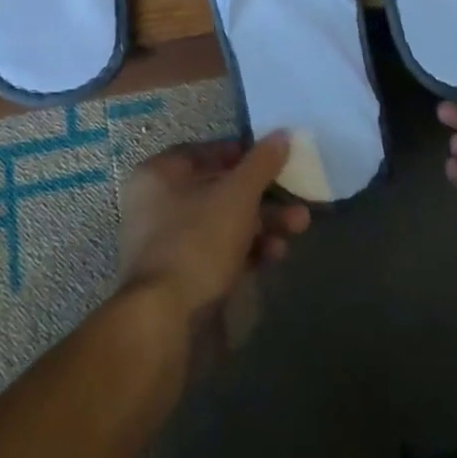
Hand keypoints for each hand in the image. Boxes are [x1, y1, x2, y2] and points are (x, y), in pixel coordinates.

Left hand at [118, 134, 310, 322]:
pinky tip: (275, 256)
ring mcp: (168, 243)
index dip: (244, 153)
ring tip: (298, 228)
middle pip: (219, 189)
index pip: (207, 151)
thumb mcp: (237, 195)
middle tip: (297, 198)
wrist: (166, 323)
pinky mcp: (182, 277)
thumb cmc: (198, 242)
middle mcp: (158, 204)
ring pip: (223, 222)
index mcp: (159, 174)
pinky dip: (247, 250)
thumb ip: (262, 163)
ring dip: (262, 224)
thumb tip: (282, 133)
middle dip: (263, 195)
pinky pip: (219, 252)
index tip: (277, 160)